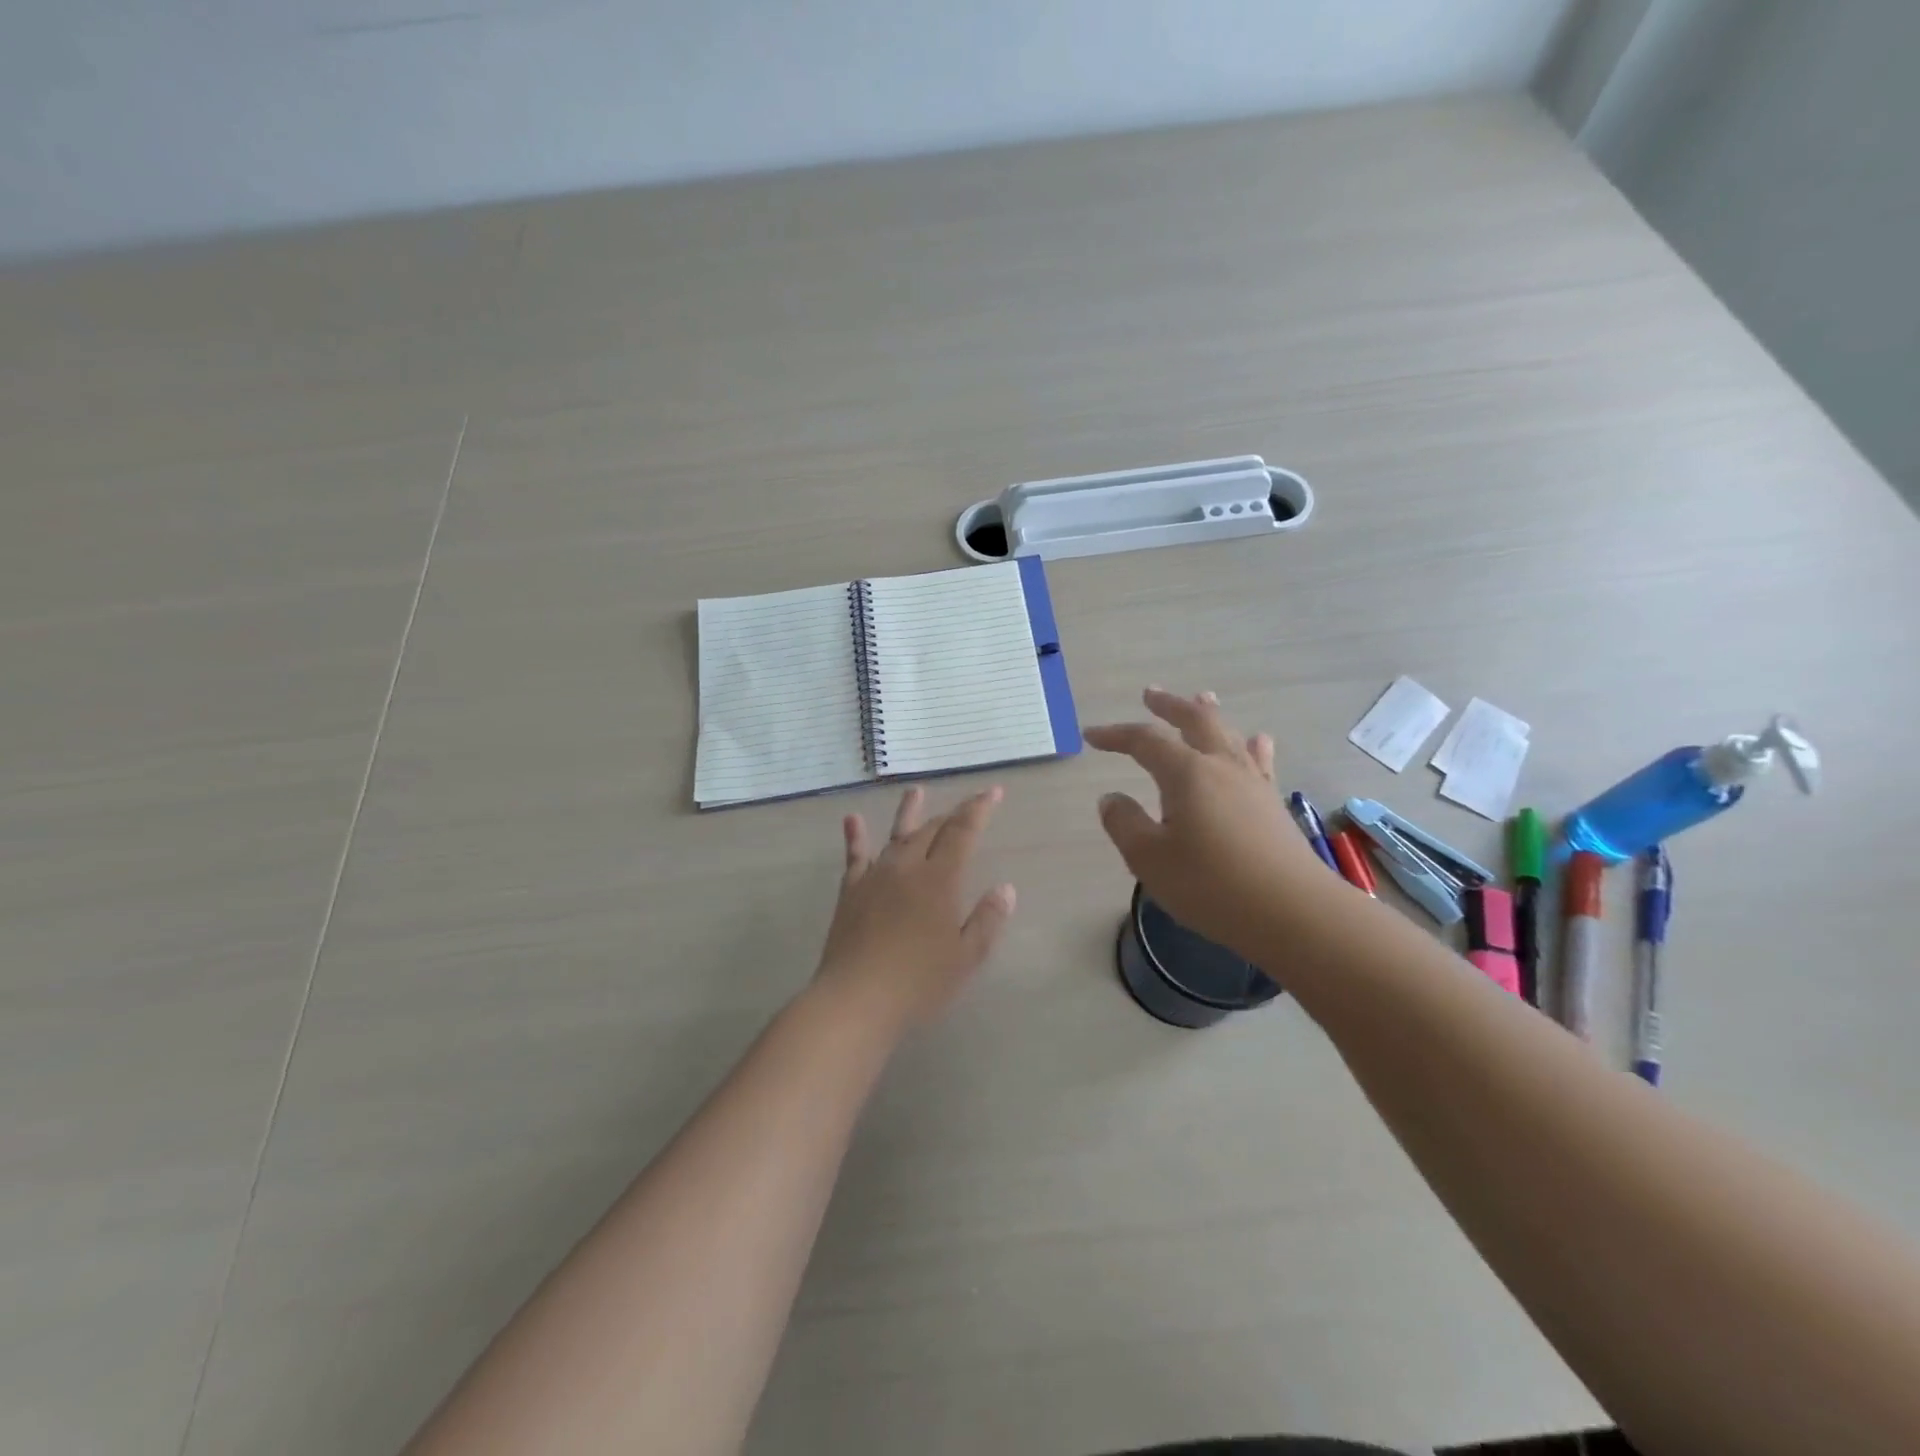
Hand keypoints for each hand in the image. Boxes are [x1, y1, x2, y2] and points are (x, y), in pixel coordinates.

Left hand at [812, 785, 1015, 1034]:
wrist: (857, 1000)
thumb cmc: (919, 983)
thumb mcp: (966, 958)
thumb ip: (987, 920)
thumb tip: (1006, 889)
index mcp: (939, 880)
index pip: (962, 833)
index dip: (978, 810)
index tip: (992, 791)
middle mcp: (907, 868)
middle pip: (931, 831)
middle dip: (952, 815)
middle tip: (967, 805)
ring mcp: (875, 877)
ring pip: (896, 836)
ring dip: (909, 813)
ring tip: (916, 791)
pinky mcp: (851, 892)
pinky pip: (855, 857)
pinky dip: (855, 837)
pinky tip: (852, 819)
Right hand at [1087, 687, 1327, 960]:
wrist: (1292, 912)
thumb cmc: (1211, 885)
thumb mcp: (1149, 859)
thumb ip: (1125, 824)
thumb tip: (1111, 798)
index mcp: (1186, 773)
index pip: (1145, 740)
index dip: (1116, 735)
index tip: (1090, 736)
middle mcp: (1221, 766)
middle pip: (1195, 720)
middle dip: (1169, 705)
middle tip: (1150, 694)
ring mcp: (1253, 782)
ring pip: (1229, 734)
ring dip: (1209, 714)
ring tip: (1201, 698)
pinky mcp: (1273, 804)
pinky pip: (1259, 760)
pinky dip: (1250, 745)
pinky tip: (1256, 742)